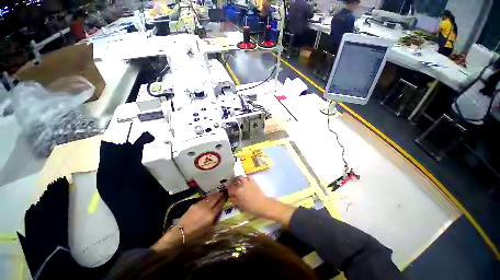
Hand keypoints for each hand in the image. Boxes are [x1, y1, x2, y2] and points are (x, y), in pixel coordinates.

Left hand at [179, 192, 225, 237]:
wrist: (182, 231)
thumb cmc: (197, 232)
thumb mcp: (209, 227)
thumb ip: (215, 218)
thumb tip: (218, 211)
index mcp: (211, 215)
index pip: (219, 204)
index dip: (223, 200)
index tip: (225, 197)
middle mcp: (207, 208)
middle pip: (215, 198)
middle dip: (219, 195)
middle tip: (222, 193)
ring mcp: (200, 205)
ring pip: (209, 197)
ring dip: (214, 195)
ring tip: (217, 194)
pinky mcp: (195, 204)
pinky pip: (204, 199)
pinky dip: (208, 197)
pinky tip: (209, 198)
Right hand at [227, 176, 269, 215]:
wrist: (262, 204)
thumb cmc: (251, 207)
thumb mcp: (240, 206)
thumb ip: (235, 201)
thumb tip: (232, 198)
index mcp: (238, 191)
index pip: (230, 188)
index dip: (228, 189)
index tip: (229, 191)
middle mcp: (242, 185)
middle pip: (236, 179)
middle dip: (233, 181)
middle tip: (233, 184)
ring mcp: (248, 182)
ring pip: (242, 177)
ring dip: (239, 178)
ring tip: (239, 181)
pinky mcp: (253, 181)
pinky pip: (249, 177)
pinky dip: (246, 178)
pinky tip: (246, 181)